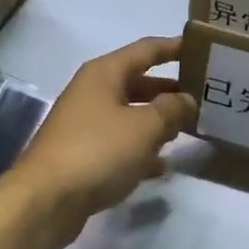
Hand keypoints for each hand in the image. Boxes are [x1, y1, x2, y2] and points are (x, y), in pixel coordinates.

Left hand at [13, 37, 196, 238]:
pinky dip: (141, 149)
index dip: (174, 47)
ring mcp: (85, 125)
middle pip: (138, 82)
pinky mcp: (82, 154)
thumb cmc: (98, 150)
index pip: (147, 49)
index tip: (202, 48)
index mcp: (105, 73)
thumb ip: (172, 109)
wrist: (45, 201)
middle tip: (203, 96)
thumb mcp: (145, 127)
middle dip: (170, 89)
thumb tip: (186, 100)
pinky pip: (120, 143)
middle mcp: (92, 92)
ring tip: (189, 129)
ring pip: (130, 115)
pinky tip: (162, 166)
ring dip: (157, 121)